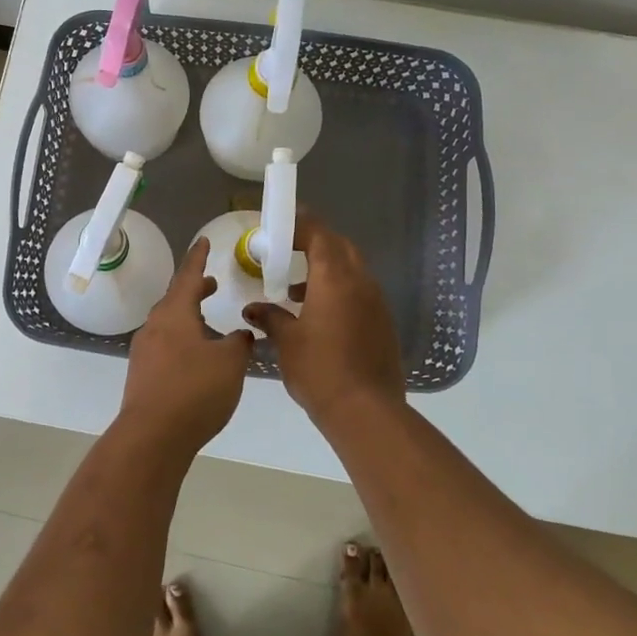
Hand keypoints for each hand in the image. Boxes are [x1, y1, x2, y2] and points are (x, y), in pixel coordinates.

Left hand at [119, 239, 253, 453]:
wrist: (152, 437)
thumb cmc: (194, 390)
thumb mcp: (230, 363)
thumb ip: (239, 343)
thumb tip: (240, 334)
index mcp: (175, 313)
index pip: (188, 276)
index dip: (198, 257)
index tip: (203, 241)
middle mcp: (155, 325)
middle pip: (176, 299)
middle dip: (195, 290)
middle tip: (212, 285)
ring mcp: (145, 351)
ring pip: (170, 323)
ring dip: (189, 317)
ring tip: (209, 324)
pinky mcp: (142, 374)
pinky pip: (165, 345)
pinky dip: (183, 340)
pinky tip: (197, 359)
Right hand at [244, 213, 404, 424]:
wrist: (366, 411)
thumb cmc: (319, 369)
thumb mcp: (286, 341)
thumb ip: (270, 317)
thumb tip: (253, 309)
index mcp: (334, 278)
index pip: (318, 234)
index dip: (300, 224)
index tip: (279, 224)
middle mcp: (360, 282)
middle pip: (340, 246)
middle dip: (315, 242)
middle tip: (289, 249)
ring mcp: (376, 302)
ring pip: (352, 269)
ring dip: (327, 268)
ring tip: (296, 289)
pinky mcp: (382, 323)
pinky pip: (360, 292)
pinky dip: (339, 290)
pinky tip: (318, 314)